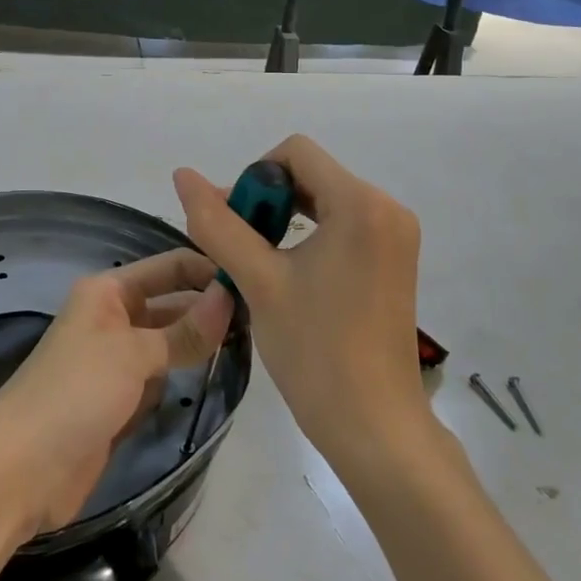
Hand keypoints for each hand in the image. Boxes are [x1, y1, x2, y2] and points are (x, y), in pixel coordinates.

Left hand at [0, 249, 232, 546]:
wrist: (20, 472)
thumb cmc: (75, 392)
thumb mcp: (134, 354)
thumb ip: (185, 329)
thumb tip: (230, 296)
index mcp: (108, 291)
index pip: (168, 267)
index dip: (206, 270)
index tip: (253, 279)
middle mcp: (113, 319)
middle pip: (170, 304)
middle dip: (208, 308)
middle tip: (263, 317)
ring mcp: (115, 362)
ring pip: (168, 343)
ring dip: (198, 344)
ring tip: (251, 342)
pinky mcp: (119, 401)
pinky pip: (159, 378)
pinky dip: (181, 377)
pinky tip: (215, 375)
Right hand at [174, 136, 426, 472]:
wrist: (375, 428)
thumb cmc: (315, 351)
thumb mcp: (257, 281)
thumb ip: (217, 223)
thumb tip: (183, 175)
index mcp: (361, 203)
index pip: (295, 152)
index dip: (253, 177)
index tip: (235, 224)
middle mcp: (387, 208)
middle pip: (311, 174)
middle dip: (267, 200)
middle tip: (237, 246)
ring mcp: (396, 235)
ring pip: (325, 200)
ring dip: (284, 219)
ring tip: (255, 262)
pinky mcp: (395, 259)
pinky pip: (344, 224)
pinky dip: (310, 236)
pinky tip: (288, 273)